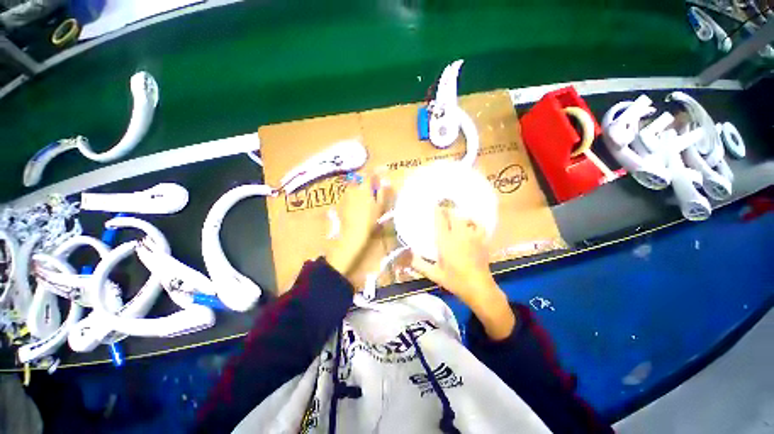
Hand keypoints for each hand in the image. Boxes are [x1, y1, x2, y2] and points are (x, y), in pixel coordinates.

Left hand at [325, 174, 388, 282]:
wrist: (351, 235)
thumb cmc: (369, 221)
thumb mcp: (380, 206)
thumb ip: (383, 192)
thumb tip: (386, 180)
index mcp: (363, 187)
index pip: (369, 173)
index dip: (376, 171)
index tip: (382, 170)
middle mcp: (352, 188)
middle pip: (360, 179)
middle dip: (367, 179)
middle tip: (374, 186)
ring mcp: (345, 195)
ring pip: (354, 186)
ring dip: (360, 187)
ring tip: (367, 195)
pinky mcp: (341, 202)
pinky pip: (349, 194)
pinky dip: (355, 194)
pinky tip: (358, 204)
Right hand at [411, 207, 514, 339]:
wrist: (478, 288)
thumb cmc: (455, 281)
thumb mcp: (434, 274)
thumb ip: (419, 264)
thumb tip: (409, 255)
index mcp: (445, 241)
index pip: (440, 220)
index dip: (437, 211)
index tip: (434, 205)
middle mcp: (458, 235)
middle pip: (453, 215)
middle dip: (447, 210)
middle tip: (442, 210)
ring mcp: (472, 236)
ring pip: (466, 218)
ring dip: (459, 215)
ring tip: (454, 216)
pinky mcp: (482, 240)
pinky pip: (479, 225)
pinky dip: (474, 221)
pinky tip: (471, 223)